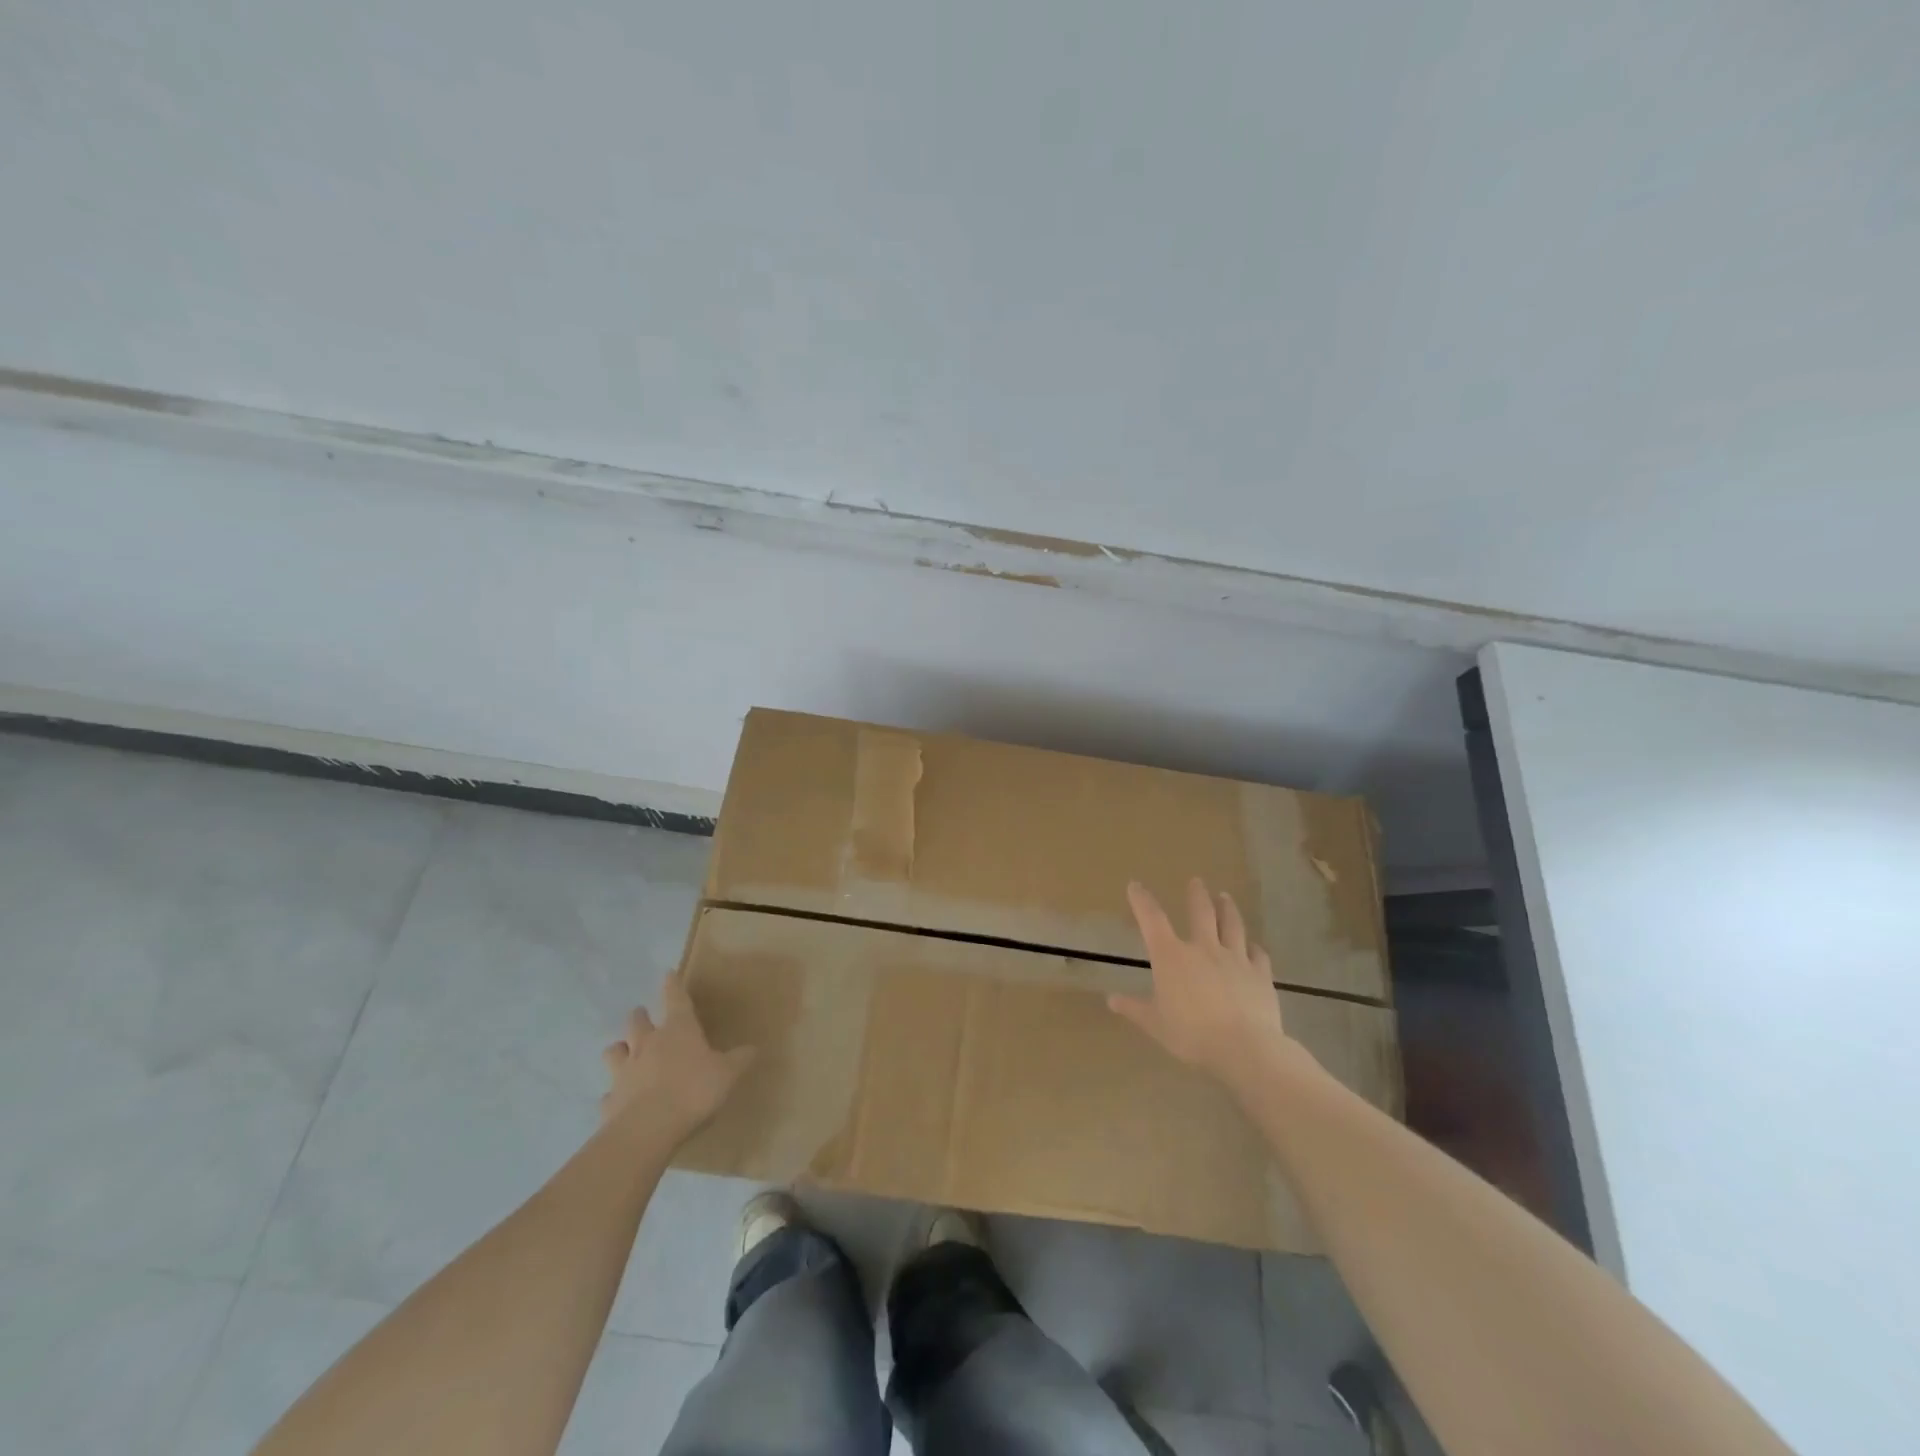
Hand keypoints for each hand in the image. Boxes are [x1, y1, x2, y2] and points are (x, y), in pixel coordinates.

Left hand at [600, 970, 754, 1139]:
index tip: (668, 973)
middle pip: (637, 1022)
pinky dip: (613, 1094)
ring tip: (623, 1052)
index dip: (672, 985)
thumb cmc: (693, 1090)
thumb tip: (754, 1048)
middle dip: (640, 1016)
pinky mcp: (610, 1101)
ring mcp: (624, 1071)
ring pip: (614, 1051)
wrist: (649, 1129)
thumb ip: (740, 1059)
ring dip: (619, 1049)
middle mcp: (647, 1044)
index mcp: (678, 1030)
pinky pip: (609, 1093)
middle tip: (642, 1015)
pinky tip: (617, 1100)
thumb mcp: (728, 1074)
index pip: (675, 999)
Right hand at [1110, 877, 1305, 1091]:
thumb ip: (1135, 1009)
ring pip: (1232, 926)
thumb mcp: (1155, 1024)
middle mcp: (1203, 948)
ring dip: (1227, 909)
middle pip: (1201, 912)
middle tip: (1196, 881)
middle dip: (1197, 895)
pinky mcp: (1260, 974)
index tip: (1135, 885)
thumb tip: (1111, 999)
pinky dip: (1254, 948)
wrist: (1245, 1048)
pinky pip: (1258, 955)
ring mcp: (1235, 959)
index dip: (1142, 901)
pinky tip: (1254, 946)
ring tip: (1225, 897)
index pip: (1152, 919)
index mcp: (1171, 956)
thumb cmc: (1191, 1034)